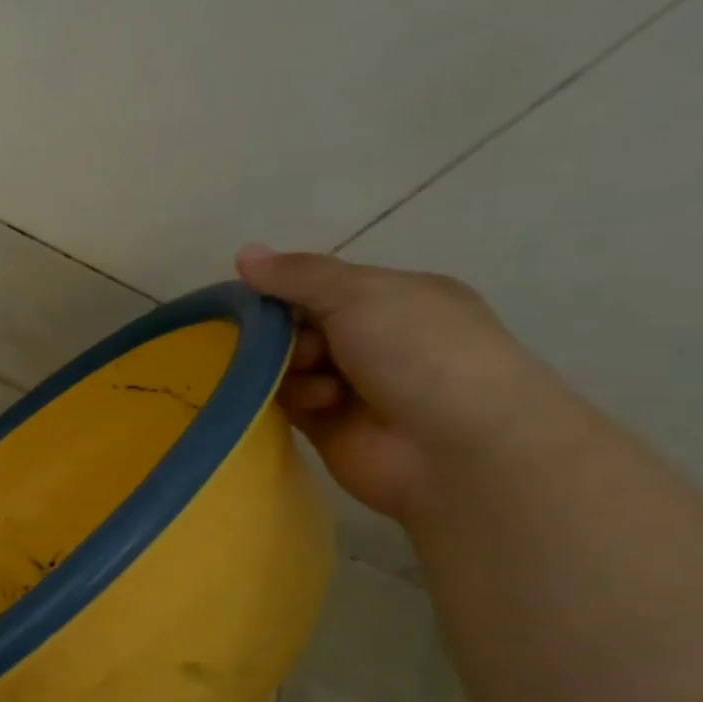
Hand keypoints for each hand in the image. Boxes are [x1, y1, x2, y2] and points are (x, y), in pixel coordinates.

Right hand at [236, 245, 561, 523]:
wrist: (459, 449)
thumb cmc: (420, 353)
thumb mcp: (361, 294)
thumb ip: (298, 275)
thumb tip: (243, 252)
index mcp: (395, 298)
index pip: (321, 284)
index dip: (285, 288)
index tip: (254, 295)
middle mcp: (375, 339)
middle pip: (298, 325)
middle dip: (283, 331)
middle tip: (284, 341)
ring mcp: (352, 385)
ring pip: (288, 364)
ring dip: (291, 366)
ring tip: (314, 378)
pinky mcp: (329, 426)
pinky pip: (289, 402)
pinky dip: (295, 398)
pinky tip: (317, 404)